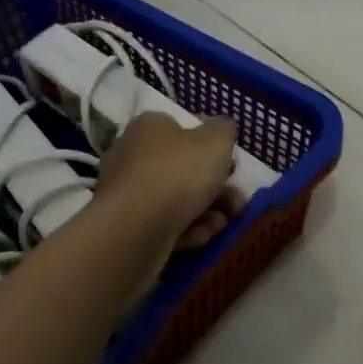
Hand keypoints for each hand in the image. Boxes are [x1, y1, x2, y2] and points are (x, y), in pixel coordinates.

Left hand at [95, 112, 244, 252]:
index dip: (210, 148)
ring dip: (206, 212)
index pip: (182, 130)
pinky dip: (186, 229)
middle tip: (236, 203)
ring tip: (221, 224)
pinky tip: (200, 236)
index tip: (231, 166)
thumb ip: (223, 130)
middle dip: (216, 188)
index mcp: (149, 126)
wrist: (136, 227)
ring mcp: (126, 192)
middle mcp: (132, 154)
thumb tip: (220, 129)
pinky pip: (163, 223)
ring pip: (177, 199)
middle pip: (183, 169)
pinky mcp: (126, 225)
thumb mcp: (216, 140)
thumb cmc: (179, 172)